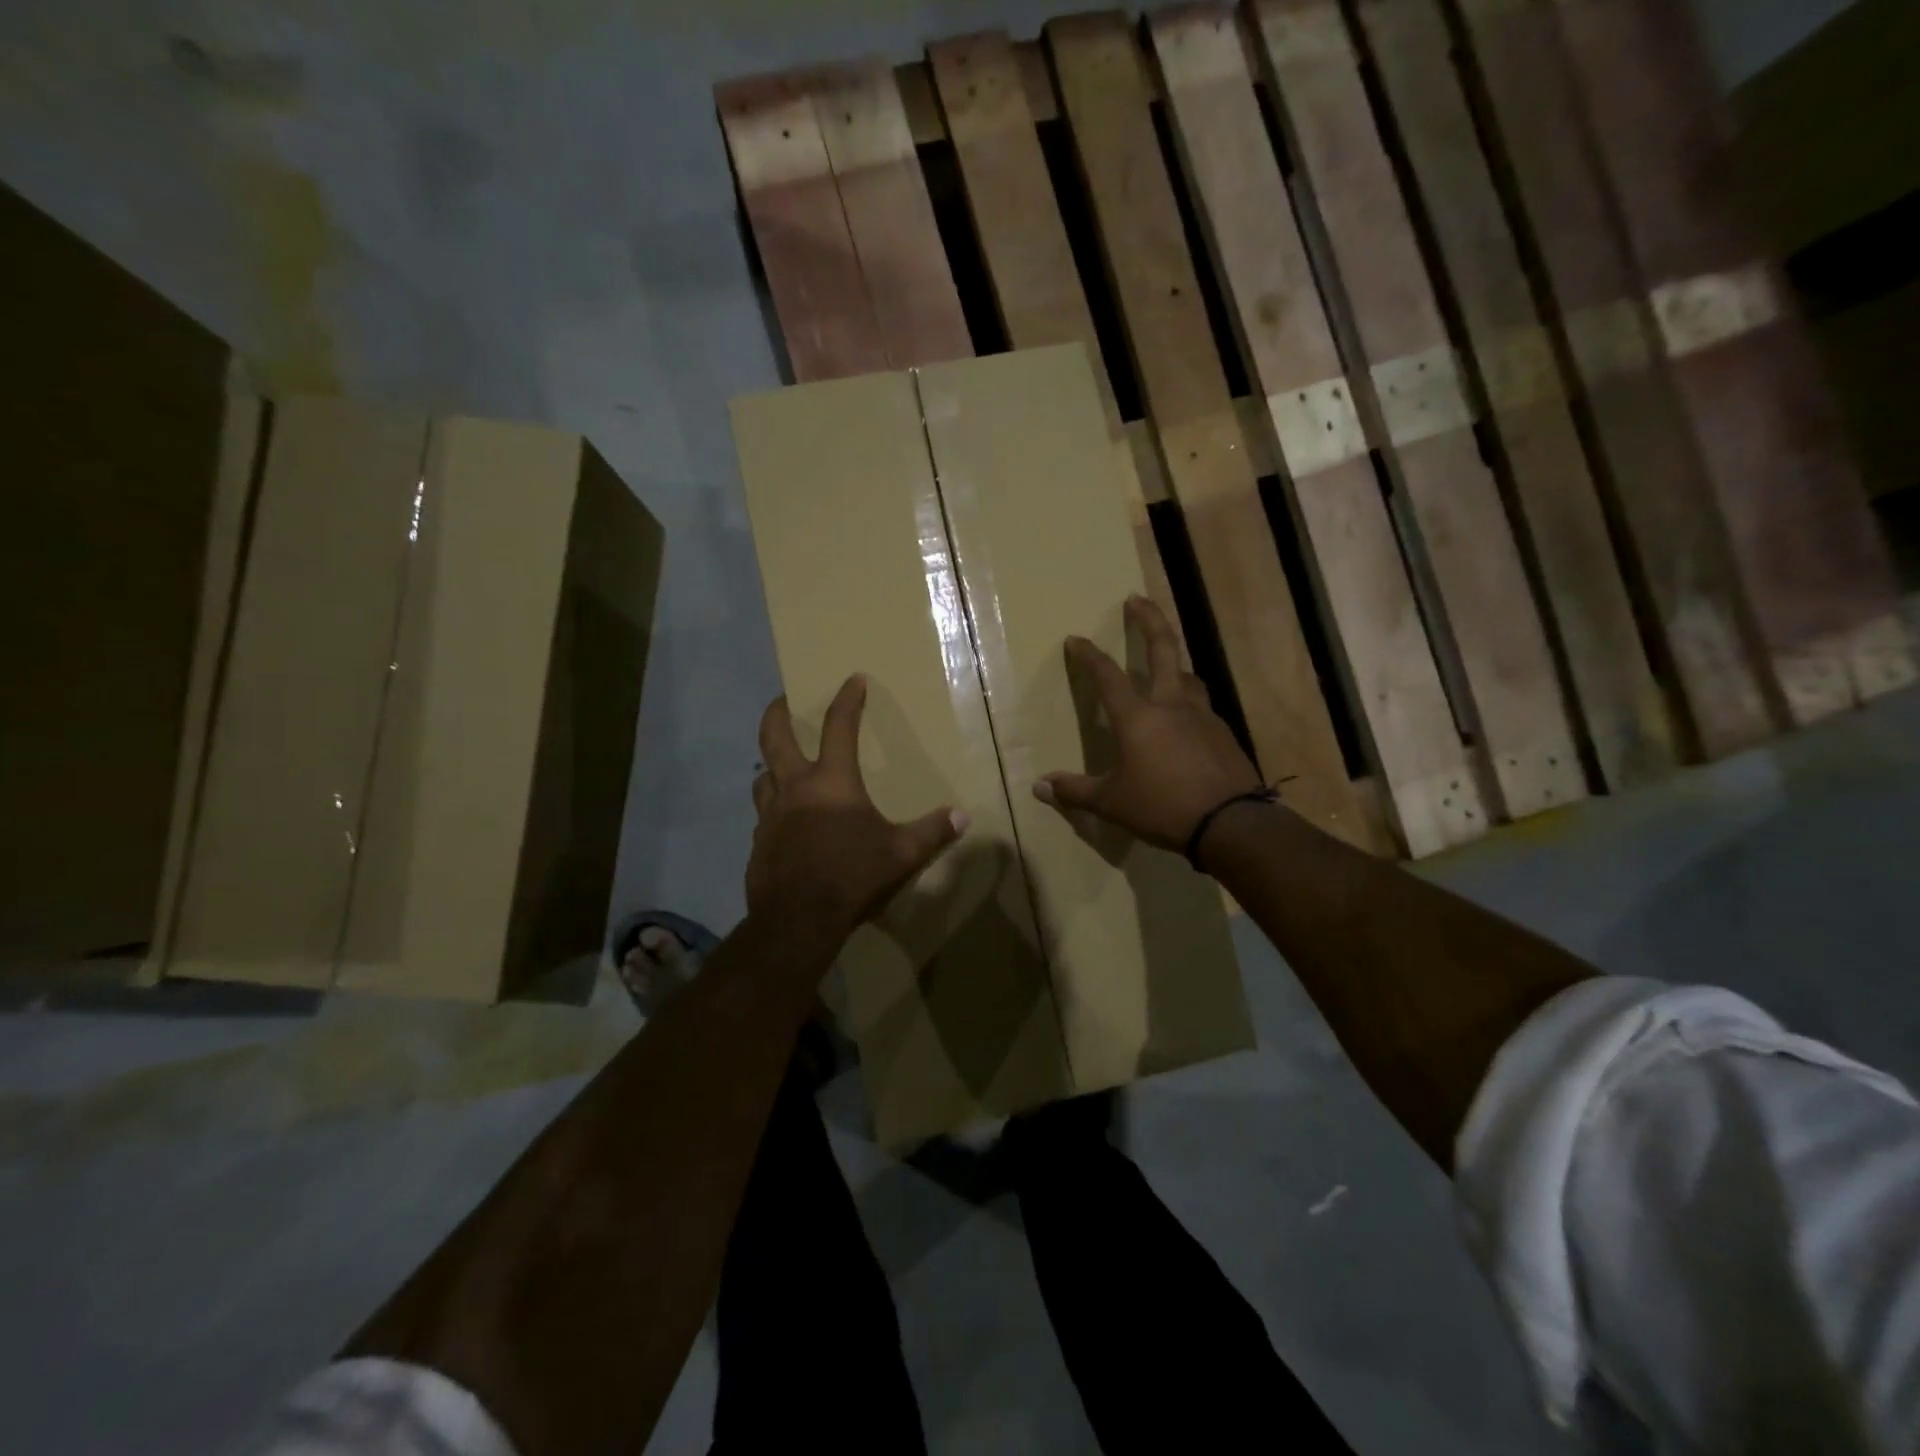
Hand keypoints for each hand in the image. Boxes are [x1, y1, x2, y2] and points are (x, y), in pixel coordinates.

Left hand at [747, 674, 966, 935]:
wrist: (798, 919)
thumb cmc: (852, 874)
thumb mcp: (900, 854)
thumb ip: (931, 832)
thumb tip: (962, 816)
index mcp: (831, 782)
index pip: (838, 727)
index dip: (847, 700)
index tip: (852, 680)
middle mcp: (794, 788)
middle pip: (774, 738)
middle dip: (777, 714)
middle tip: (781, 701)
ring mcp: (770, 816)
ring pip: (762, 776)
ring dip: (770, 766)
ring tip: (780, 767)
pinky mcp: (759, 843)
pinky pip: (763, 816)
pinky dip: (773, 810)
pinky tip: (784, 824)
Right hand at [1035, 596, 1263, 851]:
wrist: (1230, 823)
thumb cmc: (1162, 807)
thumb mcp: (1112, 803)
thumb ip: (1075, 791)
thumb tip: (1039, 787)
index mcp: (1138, 717)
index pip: (1107, 676)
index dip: (1089, 655)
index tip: (1076, 638)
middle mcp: (1171, 705)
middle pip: (1162, 648)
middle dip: (1149, 619)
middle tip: (1137, 599)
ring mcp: (1202, 716)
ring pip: (1188, 676)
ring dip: (1174, 664)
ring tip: (1167, 666)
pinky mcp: (1223, 733)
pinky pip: (1202, 708)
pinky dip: (1190, 704)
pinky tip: (1186, 722)